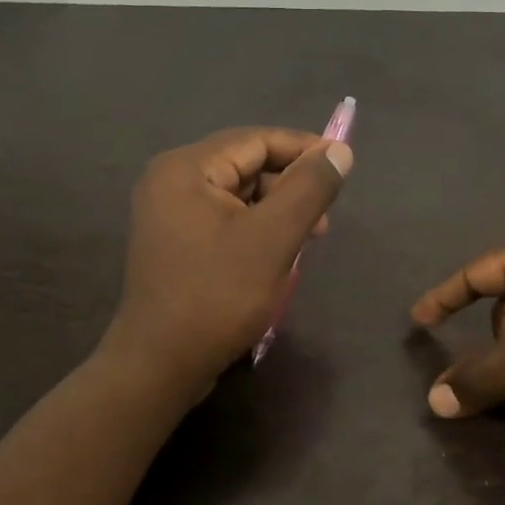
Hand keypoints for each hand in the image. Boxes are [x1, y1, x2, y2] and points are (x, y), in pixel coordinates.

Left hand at [104, 127, 353, 395]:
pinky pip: (222, 222)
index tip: (344, 167)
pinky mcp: (172, 244)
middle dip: (289, 188)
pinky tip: (275, 257)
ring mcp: (166, 215)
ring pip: (235, 197)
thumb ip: (308, 189)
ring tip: (304, 244)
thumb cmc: (218, 297)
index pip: (255, 140)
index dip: (303, 150)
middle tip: (322, 223)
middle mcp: (169, 181)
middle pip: (244, 166)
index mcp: (185, 169)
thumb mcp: (272, 239)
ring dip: (274, 213)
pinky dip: (253, 231)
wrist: (161, 364)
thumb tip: (339, 151)